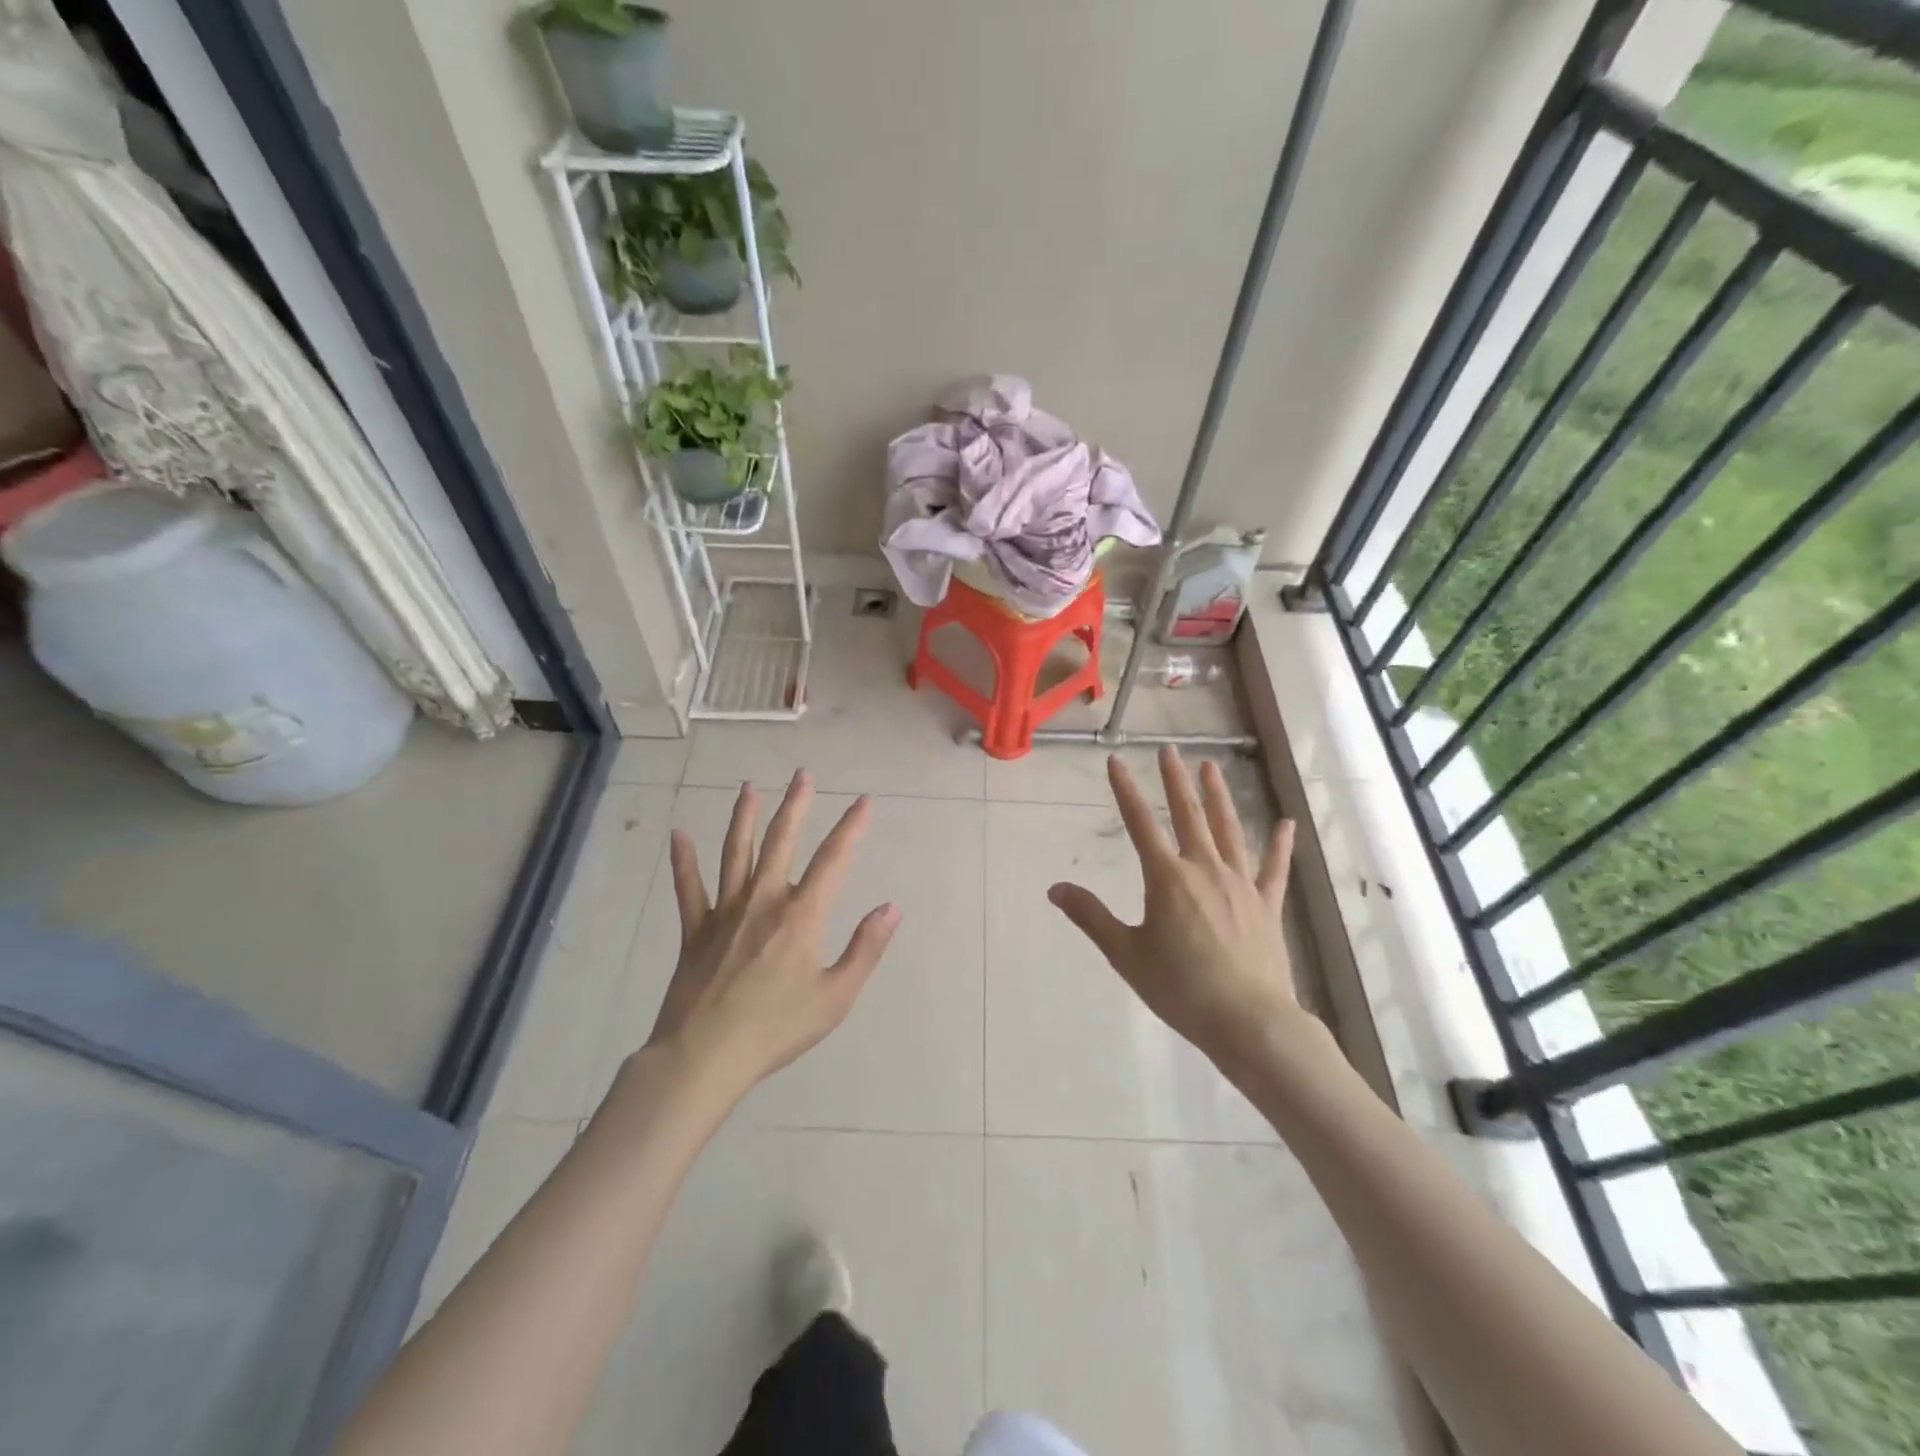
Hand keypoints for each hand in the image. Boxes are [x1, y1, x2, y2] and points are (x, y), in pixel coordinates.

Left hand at [646, 772, 900, 1096]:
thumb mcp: (836, 996)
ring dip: (743, 817)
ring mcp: (726, 911)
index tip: (864, 801)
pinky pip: (689, 888)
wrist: (705, 1056)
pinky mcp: (696, 930)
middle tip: (802, 775)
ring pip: (735, 852)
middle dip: (795, 805)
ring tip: (748, 788)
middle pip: (781, 841)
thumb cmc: (777, 1028)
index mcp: (802, 915)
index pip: (833, 859)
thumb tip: (892, 908)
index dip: (851, 827)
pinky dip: (683, 861)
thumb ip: (865, 949)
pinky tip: (678, 835)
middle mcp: (764, 900)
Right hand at [1048, 747, 1308, 1070]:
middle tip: (1170, 750)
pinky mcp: (1266, 903)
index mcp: (1167, 877)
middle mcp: (1204, 868)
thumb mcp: (1125, 954)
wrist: (1247, 1019)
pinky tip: (1286, 823)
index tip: (1116, 762)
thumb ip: (1092, 917)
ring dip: (1219, 797)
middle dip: (1175, 780)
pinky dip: (1280, 844)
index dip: (1125, 790)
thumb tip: (1056, 889)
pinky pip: (1274, 867)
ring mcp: (1240, 883)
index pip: (1139, 823)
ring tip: (1211, 768)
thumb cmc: (1180, 987)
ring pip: (1229, 829)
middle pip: (1188, 814)